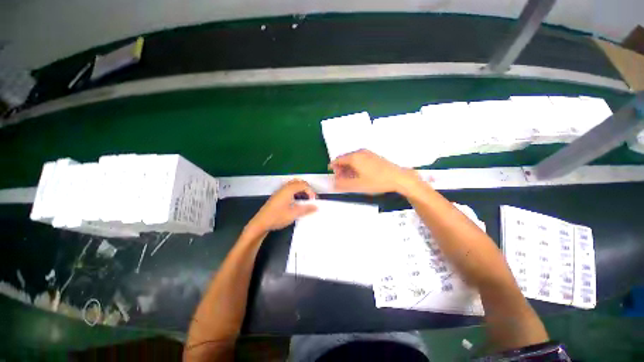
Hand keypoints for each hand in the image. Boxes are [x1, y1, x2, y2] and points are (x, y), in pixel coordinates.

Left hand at [247, 179, 317, 233]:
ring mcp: (280, 191)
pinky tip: (296, 201)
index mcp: (289, 189)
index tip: (313, 201)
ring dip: (301, 190)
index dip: (311, 191)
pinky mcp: (278, 196)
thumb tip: (316, 207)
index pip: (303, 185)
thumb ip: (306, 209)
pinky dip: (296, 192)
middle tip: (310, 198)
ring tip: (305, 200)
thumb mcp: (293, 214)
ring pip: (293, 185)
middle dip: (306, 189)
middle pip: (298, 182)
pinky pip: (289, 189)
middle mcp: (284, 188)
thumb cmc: (277, 217)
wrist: (261, 223)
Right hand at [329, 149, 419, 193]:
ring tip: (349, 178)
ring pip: (353, 159)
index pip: (338, 160)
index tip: (332, 174)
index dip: (333, 167)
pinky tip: (359, 174)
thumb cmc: (376, 181)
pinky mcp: (374, 156)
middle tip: (341, 178)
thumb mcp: (357, 185)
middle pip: (345, 158)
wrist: (398, 177)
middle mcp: (360, 152)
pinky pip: (360, 159)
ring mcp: (368, 153)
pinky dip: (355, 166)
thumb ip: (343, 184)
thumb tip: (333, 184)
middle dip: (341, 168)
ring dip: (348, 167)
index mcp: (354, 157)